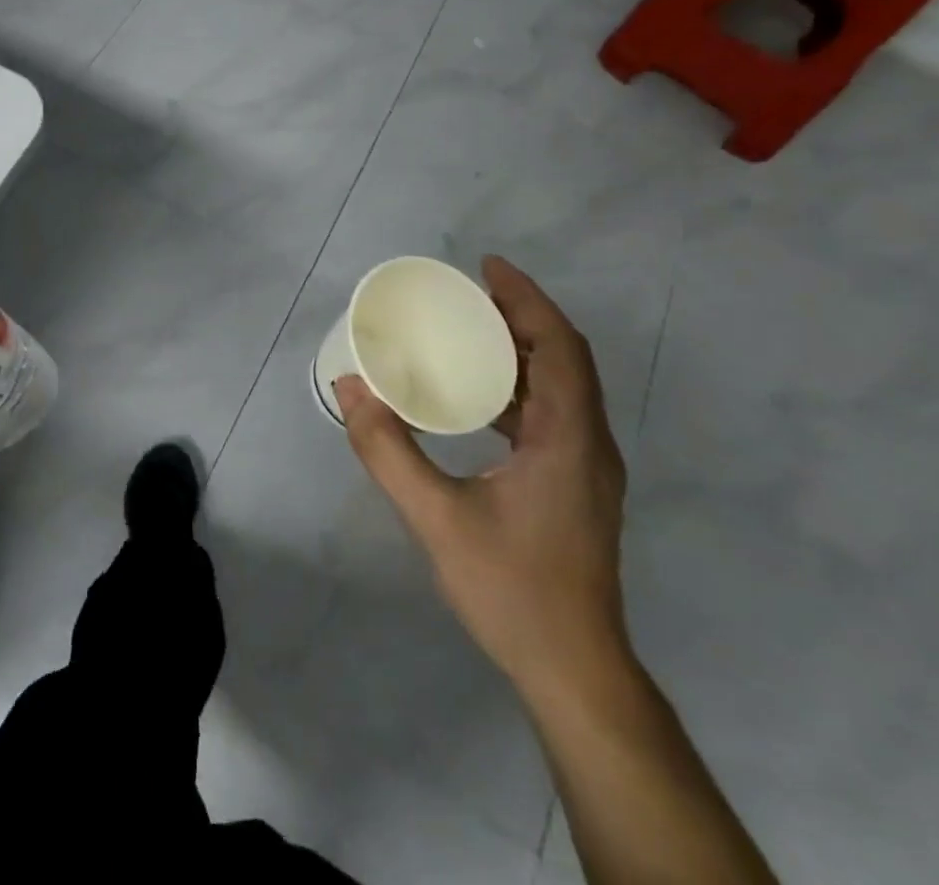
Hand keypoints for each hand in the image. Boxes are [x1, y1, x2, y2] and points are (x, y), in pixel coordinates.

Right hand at [334, 256, 628, 700]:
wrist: (574, 672)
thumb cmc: (512, 589)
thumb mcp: (437, 518)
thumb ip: (388, 451)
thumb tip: (350, 389)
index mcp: (569, 438)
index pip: (559, 346)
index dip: (526, 299)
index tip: (486, 268)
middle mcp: (588, 442)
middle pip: (563, 358)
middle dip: (520, 316)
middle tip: (467, 294)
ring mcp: (586, 467)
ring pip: (561, 386)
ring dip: (520, 351)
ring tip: (468, 332)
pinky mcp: (575, 486)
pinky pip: (552, 414)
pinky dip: (517, 387)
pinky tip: (477, 398)